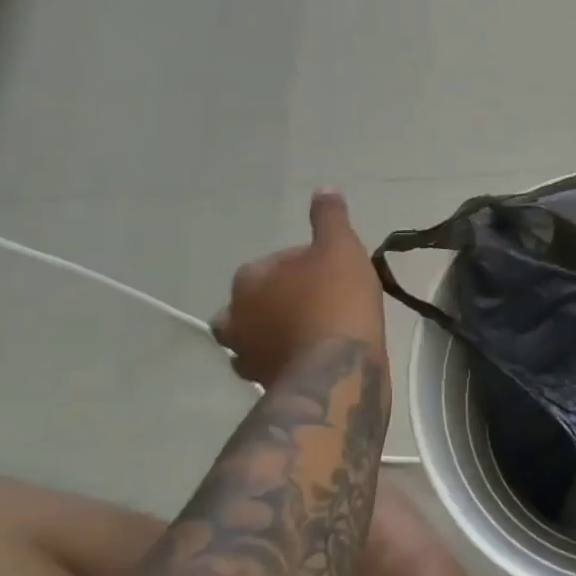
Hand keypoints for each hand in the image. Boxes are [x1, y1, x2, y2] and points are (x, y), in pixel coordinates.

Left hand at [212, 190, 386, 386]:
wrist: (338, 370)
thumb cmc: (336, 300)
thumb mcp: (340, 247)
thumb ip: (329, 217)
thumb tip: (324, 188)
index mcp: (248, 279)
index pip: (273, 262)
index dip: (305, 263)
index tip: (332, 271)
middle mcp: (236, 318)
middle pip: (252, 303)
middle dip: (275, 301)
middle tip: (314, 302)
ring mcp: (246, 357)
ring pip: (257, 337)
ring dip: (277, 333)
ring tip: (313, 332)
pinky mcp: (264, 387)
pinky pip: (272, 365)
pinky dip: (287, 360)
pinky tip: (314, 358)